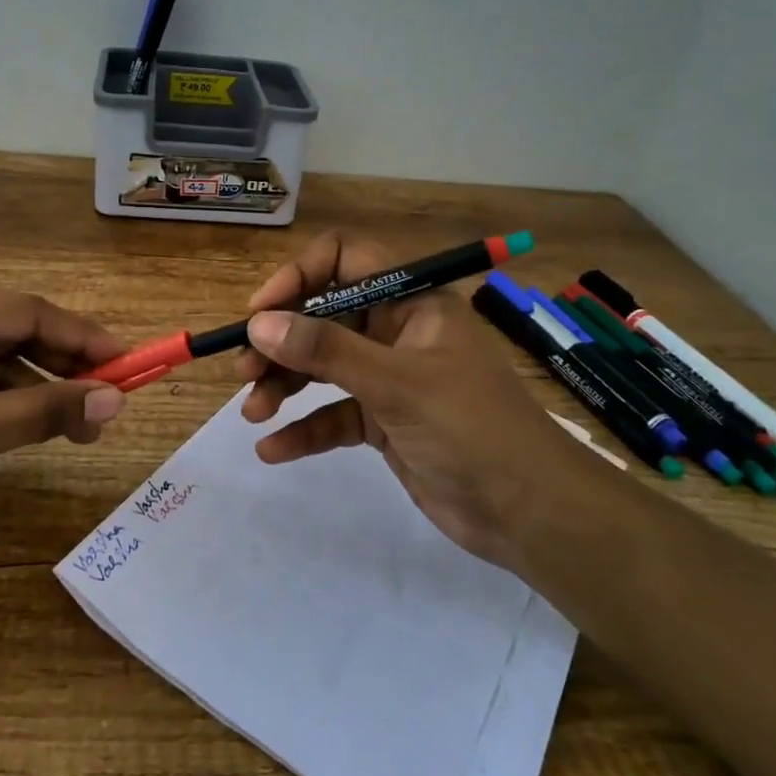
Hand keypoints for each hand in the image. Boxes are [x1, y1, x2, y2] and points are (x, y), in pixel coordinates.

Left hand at [0, 276, 127, 533]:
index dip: (85, 340)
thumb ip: (47, 410)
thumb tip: (116, 402)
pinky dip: (7, 399)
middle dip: (64, 367)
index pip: (29, 312)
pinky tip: (35, 423)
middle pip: (15, 332)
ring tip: (81, 425)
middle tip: (109, 403)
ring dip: (39, 388)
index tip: (131, 364)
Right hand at [234, 232, 567, 573]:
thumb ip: (326, 351)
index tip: (261, 312)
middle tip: (245, 370)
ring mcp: (389, 378)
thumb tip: (260, 323)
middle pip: (323, 317)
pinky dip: (304, 429)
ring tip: (252, 411)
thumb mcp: (396, 384)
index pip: (345, 260)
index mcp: (410, 301)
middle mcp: (396, 331)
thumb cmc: (472, 429)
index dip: (299, 276)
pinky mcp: (384, 421)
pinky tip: (272, 449)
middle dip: (281, 341)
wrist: (530, 514)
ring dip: (284, 384)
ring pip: (322, 366)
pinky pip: (333, 415)